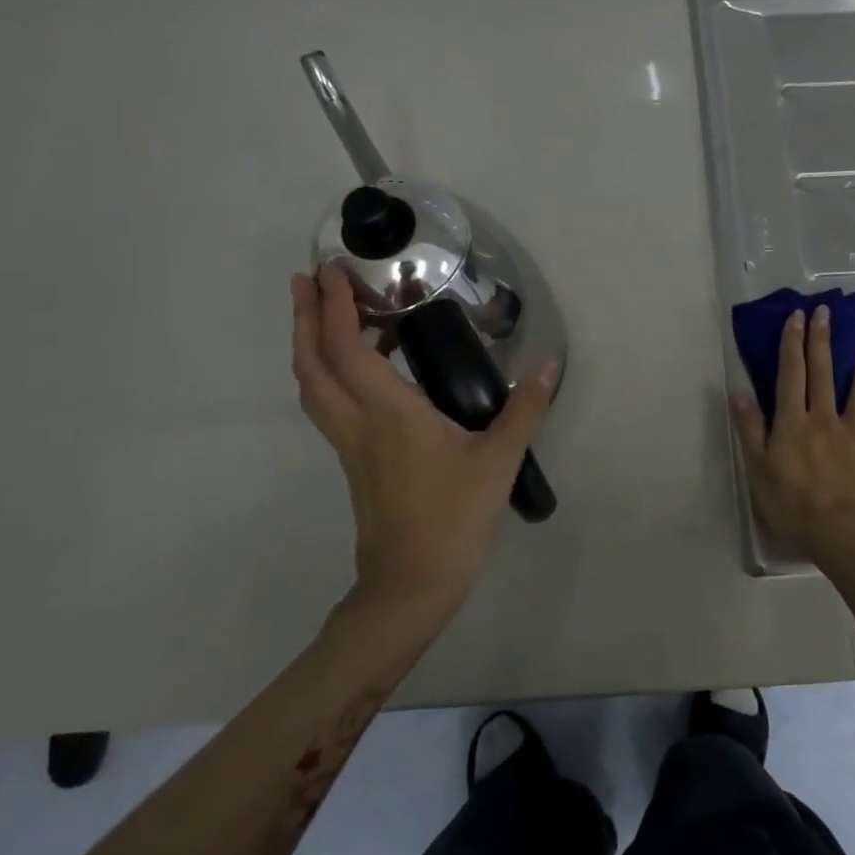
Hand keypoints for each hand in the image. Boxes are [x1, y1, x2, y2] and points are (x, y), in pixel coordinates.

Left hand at [291, 264, 555, 616]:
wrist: (411, 584)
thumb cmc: (453, 519)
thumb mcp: (498, 461)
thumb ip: (524, 410)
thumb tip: (548, 367)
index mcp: (388, 414)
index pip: (348, 349)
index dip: (336, 307)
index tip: (331, 270)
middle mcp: (358, 423)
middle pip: (313, 363)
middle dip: (307, 318)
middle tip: (308, 280)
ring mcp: (350, 445)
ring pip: (314, 386)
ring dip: (312, 345)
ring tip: (328, 314)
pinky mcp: (354, 462)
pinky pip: (330, 405)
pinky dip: (331, 374)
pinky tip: (363, 370)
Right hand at [729, 304, 854, 564]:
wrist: (842, 533)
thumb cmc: (792, 504)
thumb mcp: (757, 468)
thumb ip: (750, 427)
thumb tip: (739, 390)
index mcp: (792, 421)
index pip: (791, 374)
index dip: (792, 343)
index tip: (797, 316)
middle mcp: (824, 417)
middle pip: (823, 372)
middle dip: (822, 339)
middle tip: (825, 311)